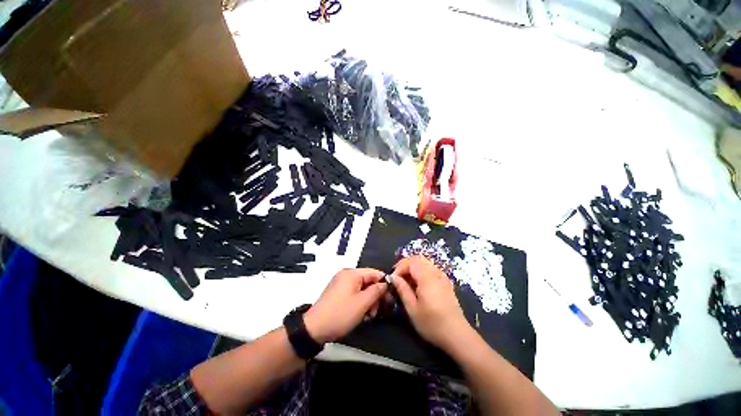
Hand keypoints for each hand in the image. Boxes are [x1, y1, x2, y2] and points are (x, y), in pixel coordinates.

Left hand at [304, 268, 387, 342]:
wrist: (314, 329)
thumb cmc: (341, 314)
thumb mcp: (362, 303)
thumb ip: (377, 291)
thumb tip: (386, 283)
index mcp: (352, 273)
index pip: (374, 273)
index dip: (384, 284)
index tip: (389, 298)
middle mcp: (346, 275)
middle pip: (368, 280)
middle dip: (375, 295)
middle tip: (375, 311)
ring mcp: (341, 283)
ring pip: (362, 288)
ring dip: (368, 301)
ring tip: (368, 316)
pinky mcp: (338, 292)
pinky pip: (354, 293)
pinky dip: (359, 302)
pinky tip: (360, 314)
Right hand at [392, 256, 473, 351]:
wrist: (457, 334)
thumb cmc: (432, 323)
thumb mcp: (412, 308)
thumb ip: (402, 289)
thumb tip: (393, 277)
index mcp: (427, 278)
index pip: (411, 262)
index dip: (400, 267)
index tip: (393, 279)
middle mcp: (436, 273)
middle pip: (418, 259)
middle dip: (406, 264)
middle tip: (398, 276)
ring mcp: (442, 276)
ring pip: (425, 262)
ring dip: (414, 267)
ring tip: (406, 279)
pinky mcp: (446, 282)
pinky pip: (432, 268)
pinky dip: (422, 270)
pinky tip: (418, 283)